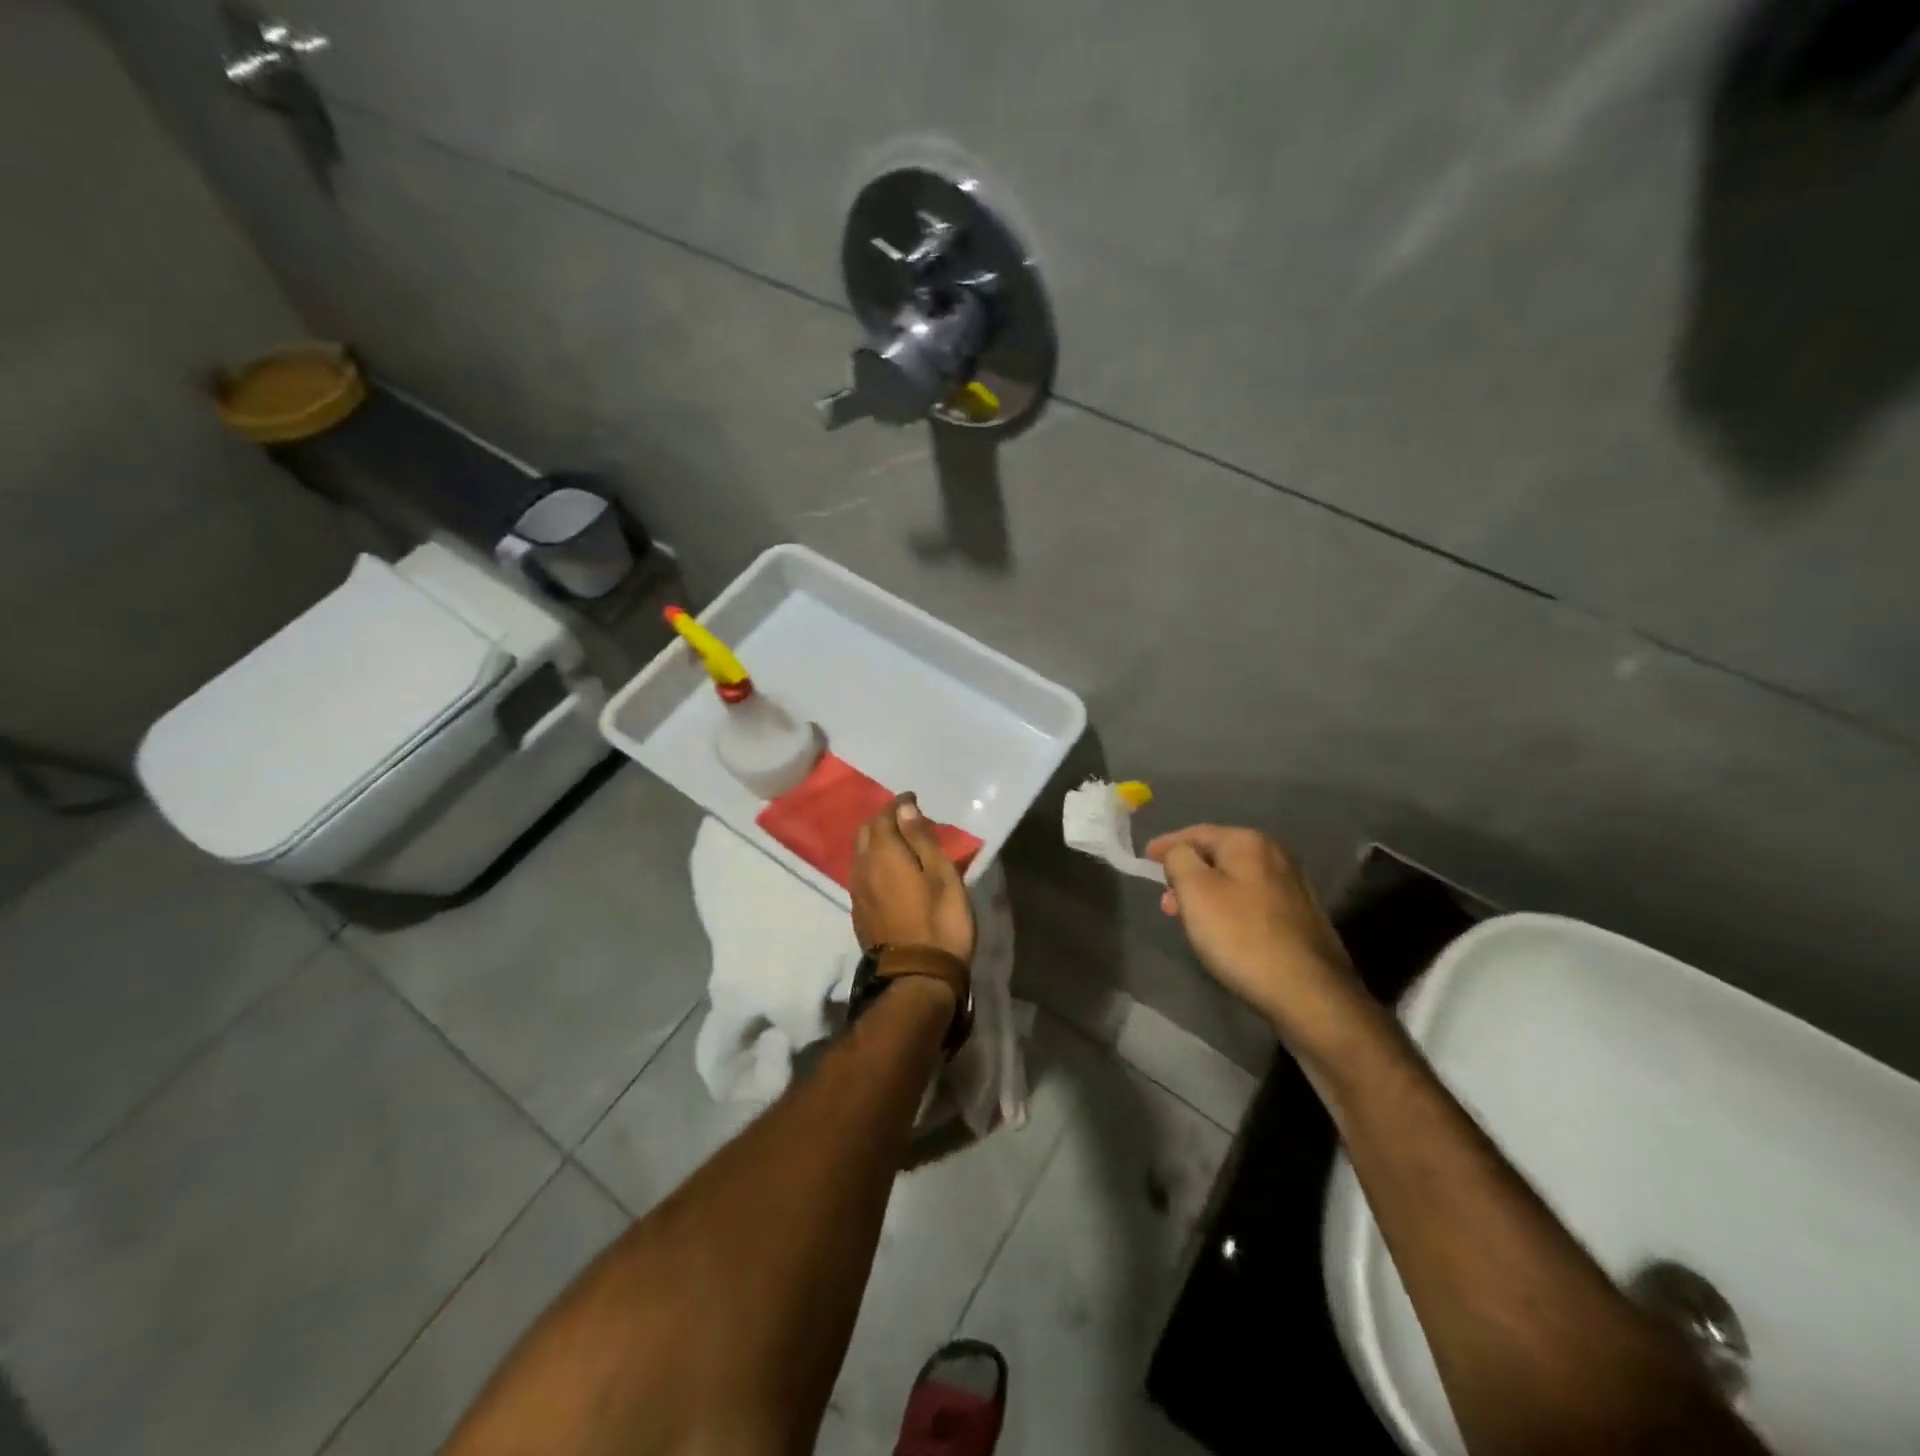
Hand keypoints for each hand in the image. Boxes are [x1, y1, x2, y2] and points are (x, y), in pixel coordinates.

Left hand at [850, 795, 975, 969]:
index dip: (898, 805)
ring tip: (898, 843)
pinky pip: (861, 874)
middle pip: (865, 833)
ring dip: (875, 842)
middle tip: (905, 819)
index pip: (884, 817)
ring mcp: (858, 892)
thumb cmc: (940, 922)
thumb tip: (904, 807)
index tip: (912, 800)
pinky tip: (888, 871)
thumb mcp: (942, 876)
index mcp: (884, 855)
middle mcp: (863, 868)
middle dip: (883, 820)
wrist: (917, 978)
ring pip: (860, 854)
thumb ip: (921, 839)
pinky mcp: (859, 913)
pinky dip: (873, 862)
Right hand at [1144, 825, 1363, 1043]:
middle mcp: (1276, 856)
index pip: (1197, 832)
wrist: (1308, 992)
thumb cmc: (1241, 935)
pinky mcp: (1302, 918)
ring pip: (1236, 880)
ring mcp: (1294, 888)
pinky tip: (1222, 930)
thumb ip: (1179, 860)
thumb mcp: (1195, 891)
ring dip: (1207, 893)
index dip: (1168, 844)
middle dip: (1187, 873)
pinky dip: (1230, 907)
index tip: (1145, 858)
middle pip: (1219, 855)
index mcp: (1249, 843)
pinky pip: (1253, 901)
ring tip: (1187, 917)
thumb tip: (1178, 852)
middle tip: (1165, 897)